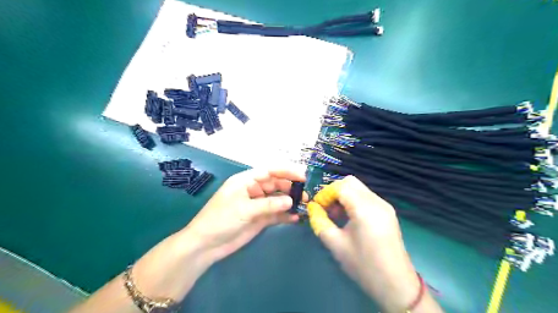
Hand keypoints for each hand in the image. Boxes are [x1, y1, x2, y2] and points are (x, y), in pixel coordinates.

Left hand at [182, 168, 304, 262]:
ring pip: (277, 200)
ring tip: (304, 205)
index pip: (269, 171)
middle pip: (275, 185)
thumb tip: (291, 201)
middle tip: (305, 195)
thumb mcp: (244, 209)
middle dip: (290, 188)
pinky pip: (275, 214)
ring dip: (289, 202)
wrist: (206, 245)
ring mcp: (257, 205)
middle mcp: (253, 190)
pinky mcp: (259, 219)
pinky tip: (295, 218)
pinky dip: (285, 216)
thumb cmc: (221, 220)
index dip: (286, 171)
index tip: (302, 176)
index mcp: (246, 181)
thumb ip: (268, 204)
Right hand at [307, 176, 442, 312]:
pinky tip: (349, 218)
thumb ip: (320, 222)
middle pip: (351, 182)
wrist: (396, 284)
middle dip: (334, 191)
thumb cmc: (363, 265)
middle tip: (326, 208)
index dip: (325, 193)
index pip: (341, 186)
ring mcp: (384, 206)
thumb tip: (312, 208)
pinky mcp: (387, 212)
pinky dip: (354, 201)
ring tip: (336, 215)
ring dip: (344, 196)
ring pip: (359, 188)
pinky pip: (366, 197)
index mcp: (364, 209)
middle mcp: (377, 201)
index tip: (317, 207)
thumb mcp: (336, 244)